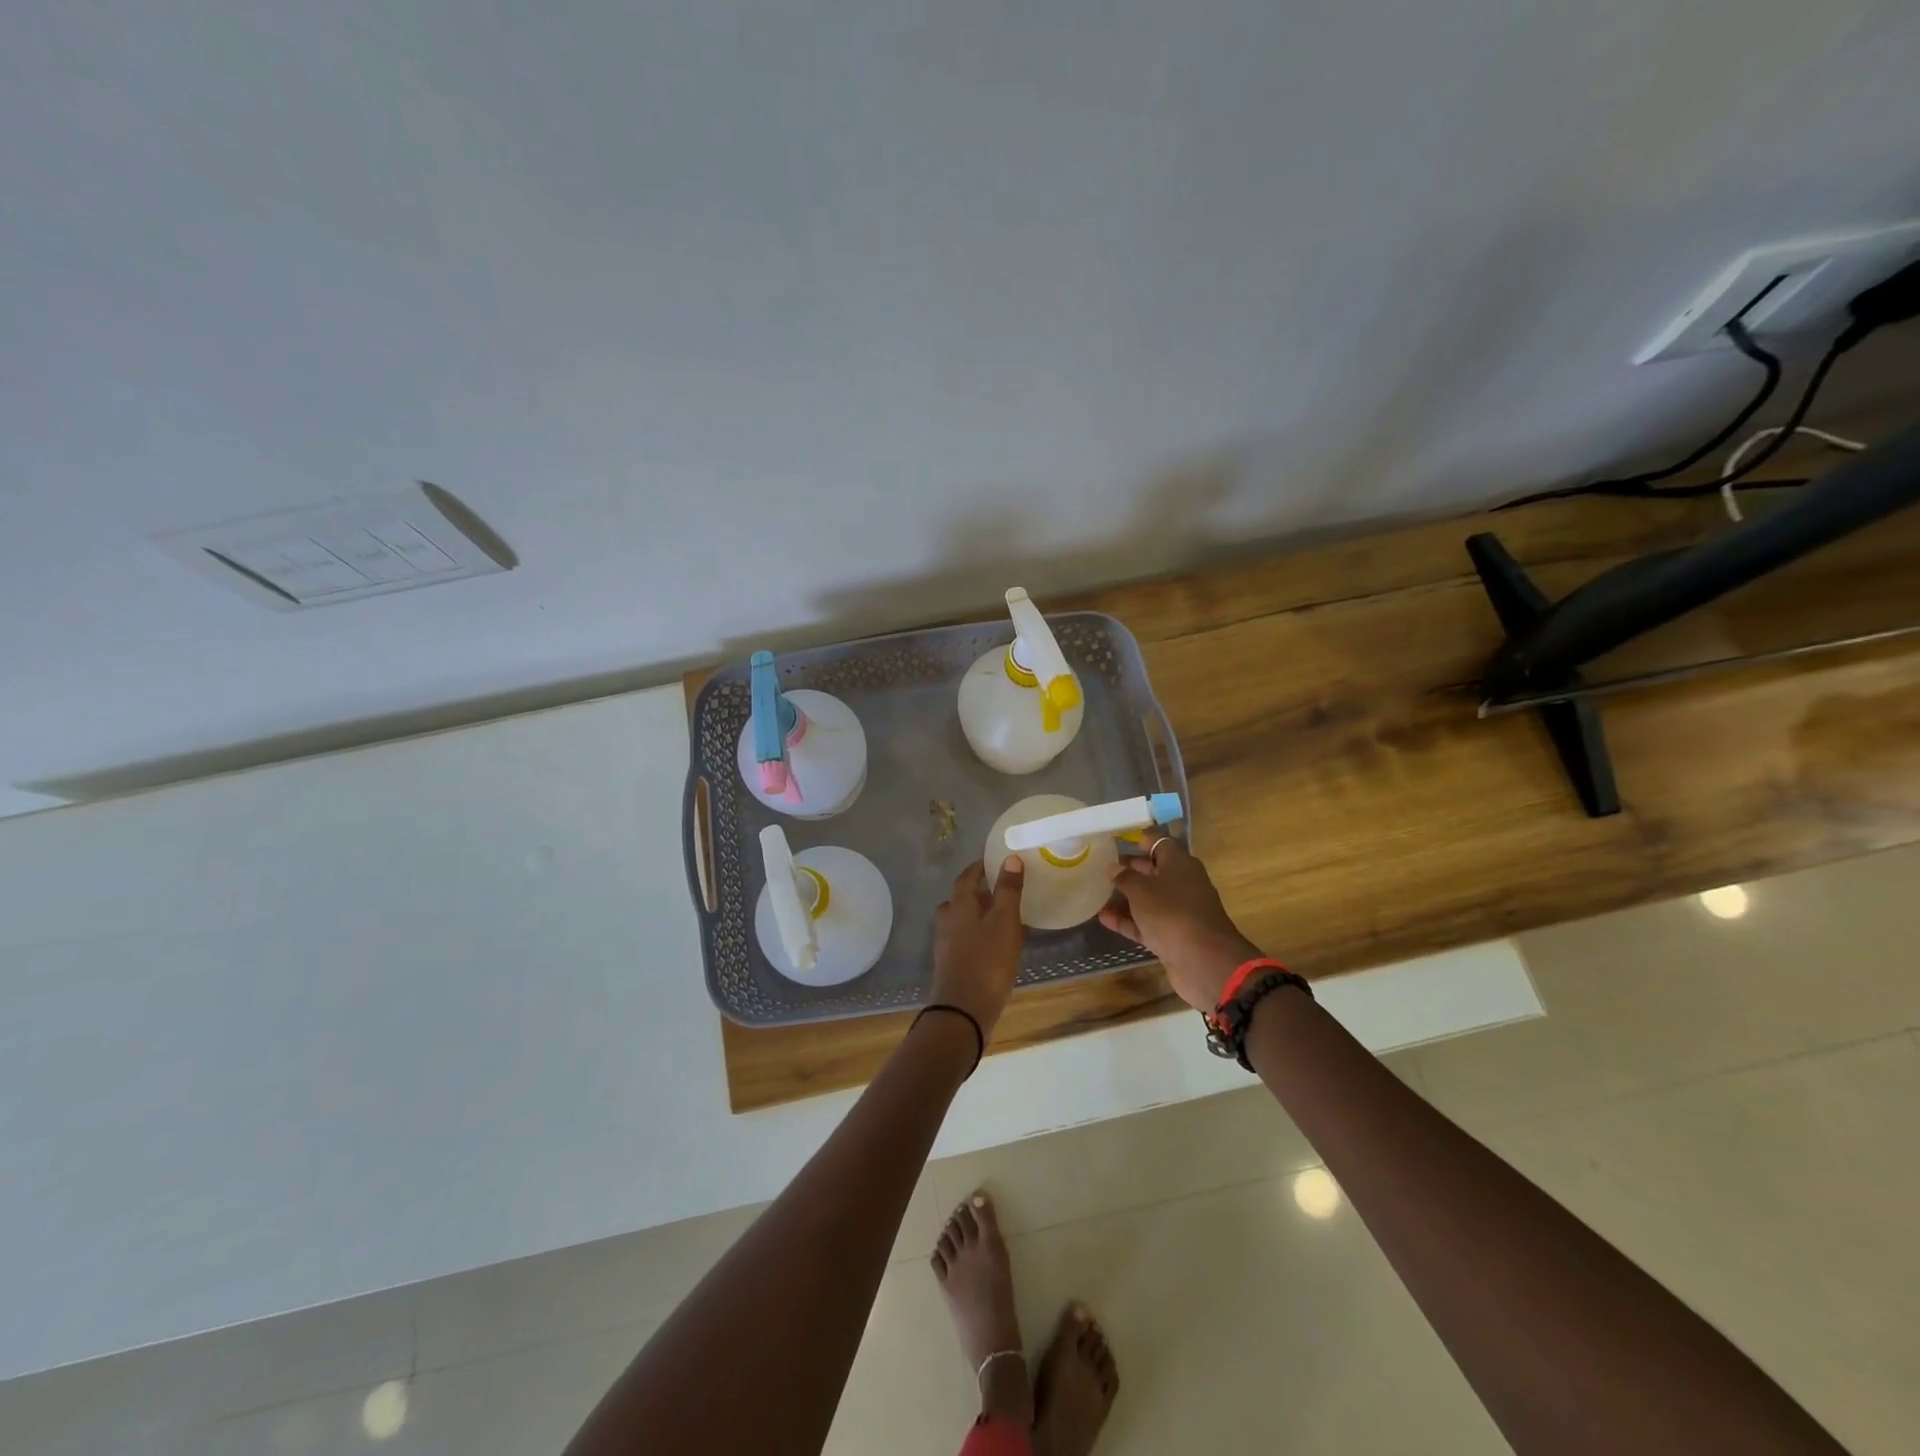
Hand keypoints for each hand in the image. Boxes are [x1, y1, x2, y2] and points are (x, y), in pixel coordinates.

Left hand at [929, 858, 1026, 1039]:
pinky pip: (969, 941)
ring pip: (965, 921)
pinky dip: (983, 936)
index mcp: (958, 905)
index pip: (966, 877)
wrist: (963, 1012)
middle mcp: (947, 921)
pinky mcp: (953, 965)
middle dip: (982, 893)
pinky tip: (1002, 946)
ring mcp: (947, 945)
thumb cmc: (986, 961)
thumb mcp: (1004, 922)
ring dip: (983, 916)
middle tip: (1005, 891)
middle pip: (963, 899)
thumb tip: (1011, 858)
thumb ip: (1008, 890)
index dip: (980, 868)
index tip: (995, 862)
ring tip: (1008, 918)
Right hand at [1098, 839, 1262, 1011]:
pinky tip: (1104, 918)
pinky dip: (1128, 921)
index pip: (1160, 843)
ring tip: (1099, 893)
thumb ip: (1125, 878)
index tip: (1118, 841)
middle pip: (1155, 871)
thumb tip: (1113, 867)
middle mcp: (1183, 884)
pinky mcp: (1173, 936)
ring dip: (1127, 897)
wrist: (1203, 961)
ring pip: (1150, 899)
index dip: (1141, 841)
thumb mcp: (1142, 891)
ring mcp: (1179, 912)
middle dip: (1131, 869)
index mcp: (1181, 864)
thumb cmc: (1171, 913)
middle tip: (1104, 867)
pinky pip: (1147, 923)